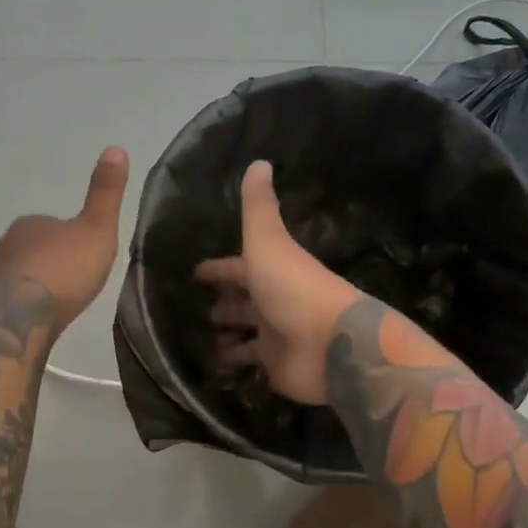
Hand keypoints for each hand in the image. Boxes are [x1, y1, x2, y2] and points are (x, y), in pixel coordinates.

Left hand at [0, 147, 129, 327]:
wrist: (21, 318)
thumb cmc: (64, 270)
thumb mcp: (97, 229)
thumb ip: (105, 193)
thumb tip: (115, 147)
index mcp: (29, 224)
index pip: (50, 225)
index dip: (68, 240)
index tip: (83, 257)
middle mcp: (3, 245)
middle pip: (28, 250)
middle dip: (46, 263)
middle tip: (70, 283)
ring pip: (14, 277)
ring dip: (29, 287)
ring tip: (51, 306)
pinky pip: (5, 304)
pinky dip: (17, 310)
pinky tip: (32, 323)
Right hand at [194, 161, 364, 404]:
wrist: (331, 344)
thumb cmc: (295, 289)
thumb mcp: (269, 243)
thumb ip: (259, 208)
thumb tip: (258, 161)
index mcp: (271, 271)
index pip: (238, 268)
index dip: (217, 269)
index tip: (196, 272)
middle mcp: (274, 301)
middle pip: (244, 301)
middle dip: (224, 302)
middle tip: (198, 309)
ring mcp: (276, 335)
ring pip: (247, 333)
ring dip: (228, 334)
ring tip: (201, 337)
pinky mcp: (276, 366)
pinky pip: (250, 362)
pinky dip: (234, 362)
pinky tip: (213, 364)